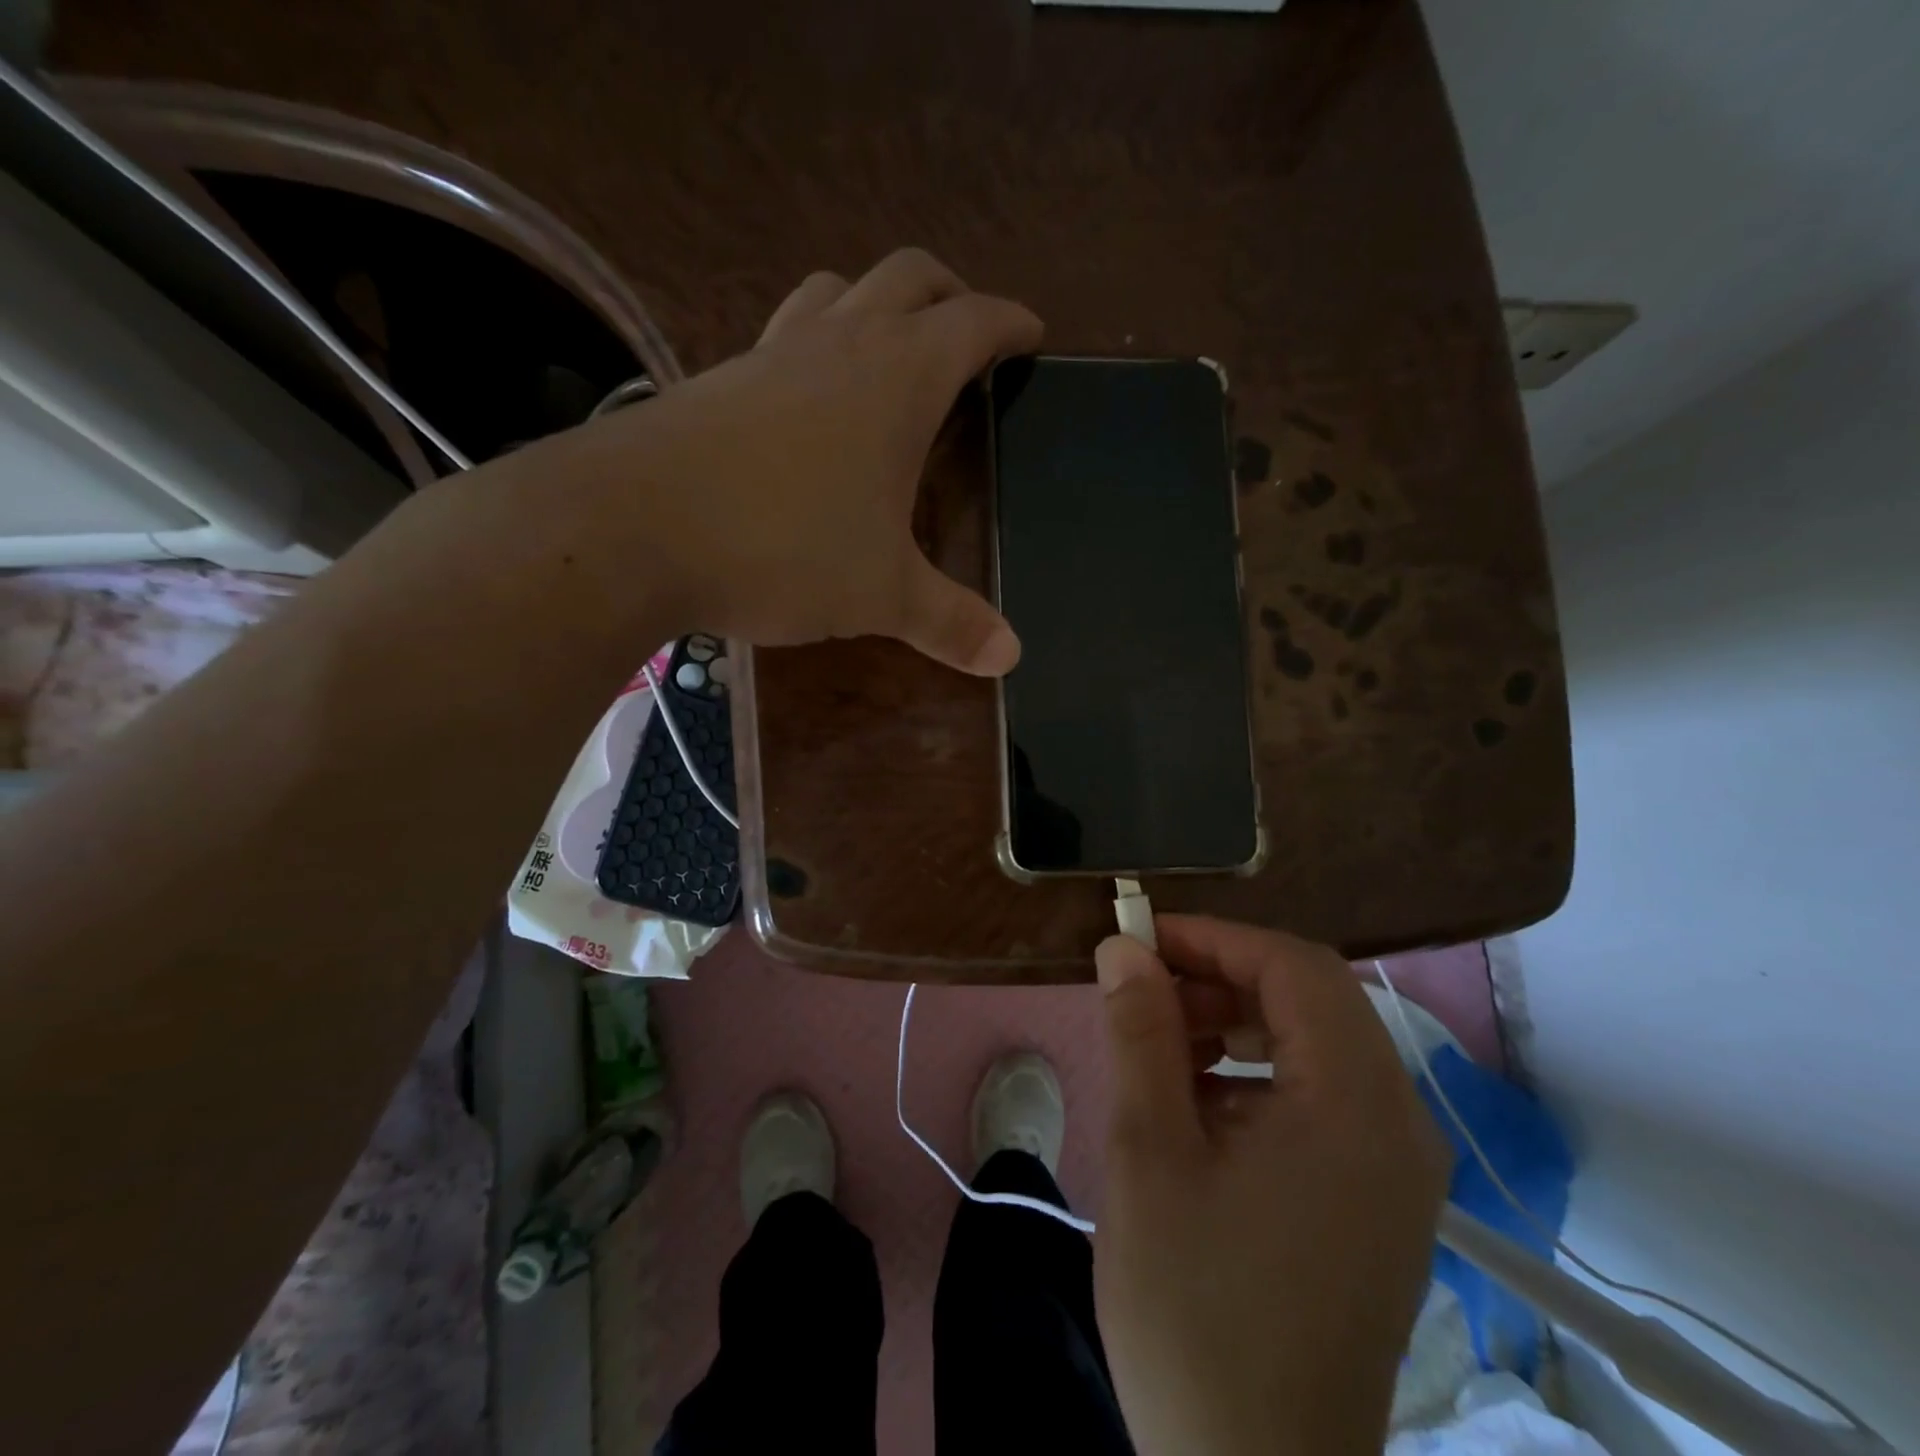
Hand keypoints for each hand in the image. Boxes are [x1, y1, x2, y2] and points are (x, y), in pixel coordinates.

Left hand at [550, 248, 1041, 674]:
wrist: (632, 527)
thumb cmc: (782, 548)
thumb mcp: (881, 595)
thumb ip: (950, 622)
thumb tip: (1011, 658)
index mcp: (898, 378)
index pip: (972, 323)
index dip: (1009, 323)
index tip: (1031, 333)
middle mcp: (839, 344)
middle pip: (907, 277)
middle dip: (950, 294)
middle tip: (969, 333)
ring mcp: (771, 353)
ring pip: (838, 292)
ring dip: (876, 304)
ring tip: (891, 351)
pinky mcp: (719, 378)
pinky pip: (783, 335)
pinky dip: (815, 344)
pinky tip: (809, 399)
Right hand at [1092, 916, 1449, 1455]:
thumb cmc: (1194, 1312)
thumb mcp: (1149, 1154)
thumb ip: (1140, 1033)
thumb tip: (1123, 948)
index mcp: (1357, 1107)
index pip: (1295, 967)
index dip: (1214, 938)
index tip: (1139, 942)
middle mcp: (1398, 1125)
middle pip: (1312, 1000)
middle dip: (1221, 978)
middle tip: (1143, 996)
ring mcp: (1395, 1168)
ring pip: (1315, 1044)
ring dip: (1235, 1024)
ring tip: (1161, 1052)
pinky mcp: (1376, 1201)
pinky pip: (1319, 1097)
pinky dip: (1256, 1074)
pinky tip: (1198, 1109)